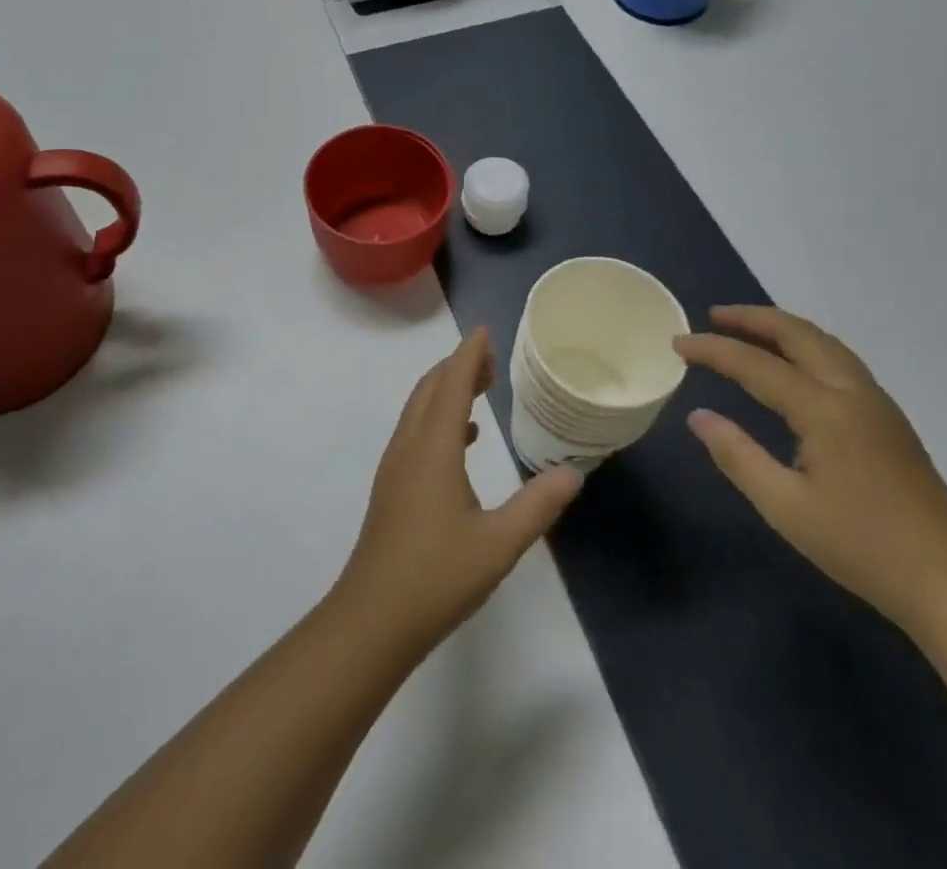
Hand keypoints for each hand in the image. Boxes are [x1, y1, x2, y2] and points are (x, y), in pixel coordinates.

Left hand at [336, 329, 582, 654]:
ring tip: (482, 389)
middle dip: (458, 366)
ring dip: (447, 390)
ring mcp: (396, 465)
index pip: (452, 384)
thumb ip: (538, 505)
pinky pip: (416, 430)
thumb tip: (572, 472)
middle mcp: (410, 445)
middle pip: (431, 388)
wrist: (374, 617)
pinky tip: (464, 441)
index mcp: (434, 447)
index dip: (469, 354)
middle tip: (492, 360)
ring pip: (419, 408)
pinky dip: (439, 417)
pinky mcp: (392, 485)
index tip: (484, 331)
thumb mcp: (499, 543)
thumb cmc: (437, 576)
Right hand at [677, 305, 946, 629]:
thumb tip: (698, 416)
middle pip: (800, 335)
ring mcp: (878, 406)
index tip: (677, 343)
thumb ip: (737, 455)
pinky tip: (794, 367)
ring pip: (826, 345)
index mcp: (825, 410)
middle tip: (714, 316)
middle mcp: (853, 394)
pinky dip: (806, 347)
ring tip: (748, 331)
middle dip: (754, 318)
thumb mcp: (785, 507)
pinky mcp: (890, 424)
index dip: (713, 350)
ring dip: (783, 329)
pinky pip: (840, 362)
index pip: (756, 364)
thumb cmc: (864, 547)